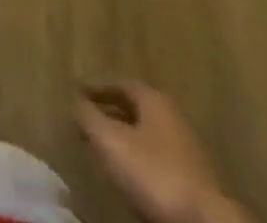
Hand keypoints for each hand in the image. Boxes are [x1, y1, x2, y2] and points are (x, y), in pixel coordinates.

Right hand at [78, 82, 233, 222]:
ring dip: (124, 140)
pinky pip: (157, 161)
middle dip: (109, 115)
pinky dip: (139, 162)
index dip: (96, 89)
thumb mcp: (111, 141)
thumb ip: (88, 117)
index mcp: (154, 99)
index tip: (76, 95)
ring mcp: (187, 150)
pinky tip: (128, 176)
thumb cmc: (155, 172)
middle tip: (86, 122)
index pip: (119, 84)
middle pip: (134, 110)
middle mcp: (172, 117)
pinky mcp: (193, 182)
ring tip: (102, 151)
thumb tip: (73, 101)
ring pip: (146, 137)